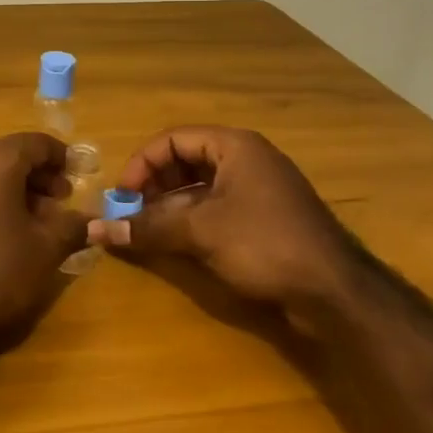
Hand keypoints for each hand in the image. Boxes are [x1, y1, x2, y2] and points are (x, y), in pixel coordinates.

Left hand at [0, 133, 88, 345]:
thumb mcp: (44, 250)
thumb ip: (71, 227)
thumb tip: (91, 220)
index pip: (38, 143)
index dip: (62, 159)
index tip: (80, 178)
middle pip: (10, 154)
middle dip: (38, 176)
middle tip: (60, 205)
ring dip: (14, 187)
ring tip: (36, 221)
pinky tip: (3, 227)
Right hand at [87, 126, 364, 313]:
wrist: (336, 292)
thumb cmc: (264, 244)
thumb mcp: (199, 232)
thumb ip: (147, 227)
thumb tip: (96, 230)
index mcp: (234, 147)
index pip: (172, 140)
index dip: (142, 164)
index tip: (122, 196)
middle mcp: (247, 160)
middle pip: (185, 160)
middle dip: (154, 185)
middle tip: (133, 212)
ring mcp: (260, 190)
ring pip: (200, 187)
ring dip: (170, 205)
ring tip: (149, 229)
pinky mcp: (266, 219)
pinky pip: (218, 207)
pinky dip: (193, 220)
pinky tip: (179, 243)